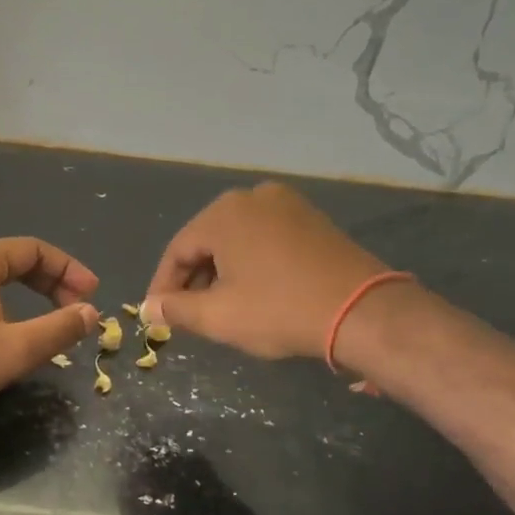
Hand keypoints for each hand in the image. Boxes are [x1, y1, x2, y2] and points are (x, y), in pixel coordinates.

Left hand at [0, 238, 100, 419]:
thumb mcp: (16, 349)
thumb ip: (58, 329)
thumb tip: (91, 313)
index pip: (35, 250)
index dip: (69, 269)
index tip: (92, 294)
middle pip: (16, 259)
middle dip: (52, 281)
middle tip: (77, 306)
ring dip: (29, 291)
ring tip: (51, 316)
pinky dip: (4, 300)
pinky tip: (11, 326)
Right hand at [145, 183, 394, 365]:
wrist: (364, 311)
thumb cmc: (280, 310)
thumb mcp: (219, 316)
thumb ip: (177, 310)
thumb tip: (150, 308)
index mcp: (223, 213)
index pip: (178, 250)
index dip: (164, 286)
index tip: (158, 315)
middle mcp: (251, 197)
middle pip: (207, 241)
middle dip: (194, 279)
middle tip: (187, 314)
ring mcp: (286, 204)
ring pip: (236, 239)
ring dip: (222, 272)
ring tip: (219, 307)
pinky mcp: (311, 219)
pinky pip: (265, 237)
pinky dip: (251, 262)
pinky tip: (252, 291)